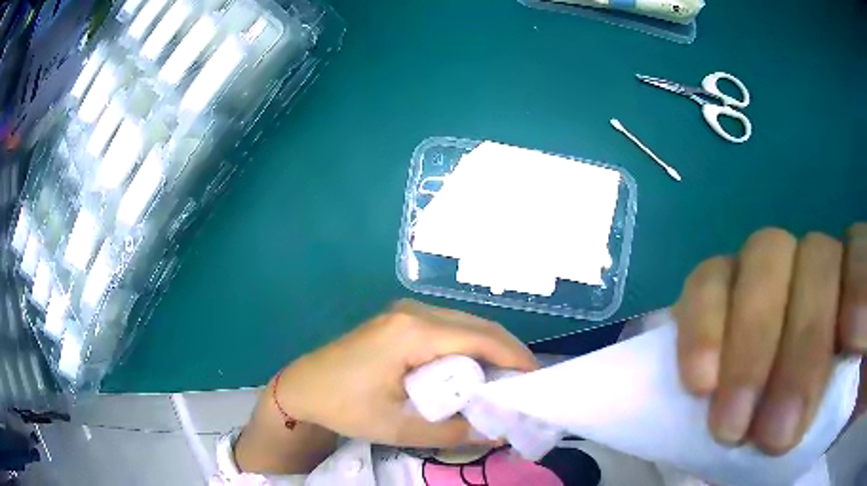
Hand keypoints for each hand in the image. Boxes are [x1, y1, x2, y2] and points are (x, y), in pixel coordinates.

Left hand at [277, 300, 537, 447]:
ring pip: (465, 324)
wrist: (302, 387)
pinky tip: (473, 369)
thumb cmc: (345, 406)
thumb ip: (453, 431)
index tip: (536, 380)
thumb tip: (498, 432)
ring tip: (504, 380)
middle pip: (477, 326)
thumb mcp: (399, 427)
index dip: (515, 357)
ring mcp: (406, 313)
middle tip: (524, 384)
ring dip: (489, 348)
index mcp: (413, 332)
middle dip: (507, 352)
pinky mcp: (401, 321)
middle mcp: (414, 312)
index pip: (481, 337)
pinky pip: (448, 328)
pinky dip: (469, 347)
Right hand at [673, 224, 866, 454]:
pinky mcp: (722, 288)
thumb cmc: (808, 424)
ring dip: (750, 342)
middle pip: (816, 257)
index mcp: (853, 291)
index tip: (848, 339)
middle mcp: (818, 265)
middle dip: (801, 346)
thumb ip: (858, 362)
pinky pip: (708, 279)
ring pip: (764, 256)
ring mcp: (768, 272)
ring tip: (730, 423)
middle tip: (774, 437)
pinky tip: (700, 382)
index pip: (861, 260)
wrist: (759, 434)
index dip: (858, 287)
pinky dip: (704, 323)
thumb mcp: (841, 403)